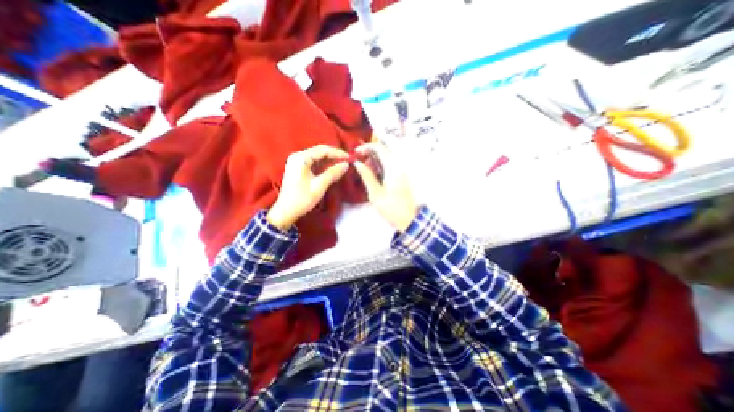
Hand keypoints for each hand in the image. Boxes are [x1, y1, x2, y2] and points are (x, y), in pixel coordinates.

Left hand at [268, 145, 350, 229]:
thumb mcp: (319, 186)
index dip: (338, 153)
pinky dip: (323, 164)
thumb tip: (346, 165)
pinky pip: (313, 162)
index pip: (323, 150)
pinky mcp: (297, 167)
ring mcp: (296, 161)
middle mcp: (297, 156)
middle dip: (334, 155)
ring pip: (317, 156)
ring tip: (342, 164)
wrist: (286, 211)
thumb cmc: (302, 199)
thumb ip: (333, 173)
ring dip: (330, 160)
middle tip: (347, 161)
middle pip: (319, 151)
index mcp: (301, 158)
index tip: (350, 158)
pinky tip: (332, 168)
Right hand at [354, 142, 417, 230]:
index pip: (379, 148)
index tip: (355, 153)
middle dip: (369, 153)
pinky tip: (373, 174)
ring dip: (374, 160)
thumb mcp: (375, 193)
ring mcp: (401, 170)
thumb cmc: (391, 207)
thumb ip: (366, 176)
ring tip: (363, 169)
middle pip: (383, 151)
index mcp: (392, 167)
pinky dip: (380, 166)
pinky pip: (390, 165)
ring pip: (386, 158)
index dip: (366, 147)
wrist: (409, 219)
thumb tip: (357, 163)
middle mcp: (398, 165)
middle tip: (358, 162)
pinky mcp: (402, 176)